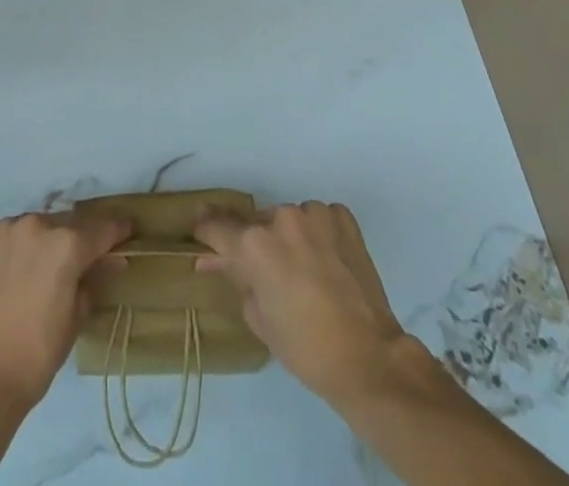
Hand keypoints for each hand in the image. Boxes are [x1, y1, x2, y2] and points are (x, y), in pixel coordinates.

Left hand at [0, 211, 132, 412]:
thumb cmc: (37, 354)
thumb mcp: (76, 318)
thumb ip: (95, 280)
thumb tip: (114, 260)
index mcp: (67, 244)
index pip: (102, 229)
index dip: (118, 230)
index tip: (128, 230)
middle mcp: (38, 224)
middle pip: (66, 225)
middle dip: (74, 241)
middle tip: (74, 265)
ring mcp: (6, 228)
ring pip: (34, 227)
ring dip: (41, 242)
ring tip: (36, 272)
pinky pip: (6, 234)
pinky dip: (13, 247)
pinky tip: (9, 273)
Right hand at [193, 201, 408, 405]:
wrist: (368, 356)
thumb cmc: (304, 347)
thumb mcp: (258, 317)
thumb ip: (235, 279)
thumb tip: (212, 261)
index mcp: (254, 244)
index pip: (217, 226)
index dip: (206, 229)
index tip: (200, 228)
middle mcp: (281, 217)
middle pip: (257, 224)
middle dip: (256, 243)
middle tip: (266, 272)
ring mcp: (314, 213)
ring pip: (289, 219)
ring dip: (289, 237)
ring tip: (304, 270)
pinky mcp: (342, 217)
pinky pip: (319, 218)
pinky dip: (317, 233)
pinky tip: (327, 260)